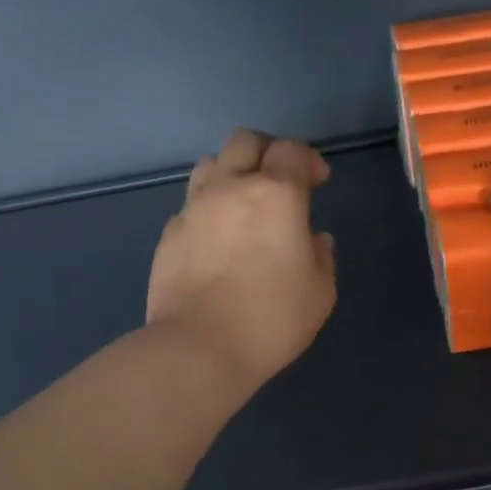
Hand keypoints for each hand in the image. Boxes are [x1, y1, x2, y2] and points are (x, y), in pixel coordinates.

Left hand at [147, 129, 336, 391]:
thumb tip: (314, 239)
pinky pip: (191, 204)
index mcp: (276, 195)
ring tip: (243, 203)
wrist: (199, 349)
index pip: (292, 151)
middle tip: (280, 179)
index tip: (318, 182)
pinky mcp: (169, 234)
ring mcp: (193, 209)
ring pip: (210, 164)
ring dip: (231, 173)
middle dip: (267, 151)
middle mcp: (231, 188)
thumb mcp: (319, 294)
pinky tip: (217, 239)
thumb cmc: (271, 320)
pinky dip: (208, 209)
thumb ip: (321, 257)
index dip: (308, 160)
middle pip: (245, 141)